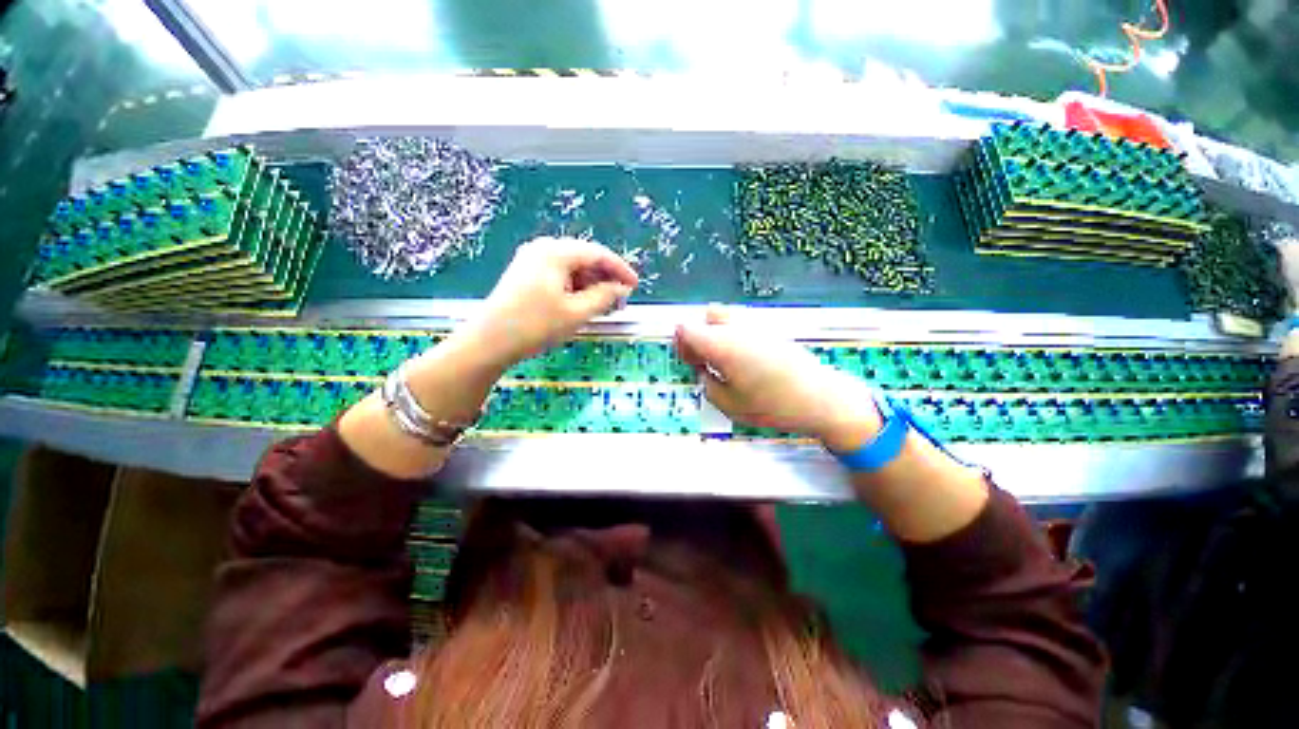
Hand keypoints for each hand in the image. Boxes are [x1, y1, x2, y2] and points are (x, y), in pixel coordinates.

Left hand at [468, 237, 638, 368]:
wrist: (489, 342)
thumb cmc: (535, 325)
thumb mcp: (576, 313)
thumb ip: (604, 296)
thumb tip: (621, 288)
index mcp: (555, 252)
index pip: (598, 254)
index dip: (620, 269)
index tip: (635, 285)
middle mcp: (543, 248)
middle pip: (584, 259)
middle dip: (605, 279)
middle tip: (621, 300)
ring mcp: (531, 260)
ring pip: (572, 268)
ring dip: (591, 285)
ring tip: (605, 306)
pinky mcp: (525, 274)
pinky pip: (559, 275)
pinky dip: (575, 288)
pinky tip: (583, 304)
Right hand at [674, 307, 881, 449]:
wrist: (821, 399)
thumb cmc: (773, 405)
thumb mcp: (729, 406)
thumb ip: (707, 385)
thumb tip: (704, 373)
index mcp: (721, 345)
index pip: (687, 329)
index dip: (681, 344)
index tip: (689, 361)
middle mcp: (737, 328)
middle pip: (707, 316)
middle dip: (699, 335)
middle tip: (704, 359)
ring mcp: (757, 326)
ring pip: (727, 318)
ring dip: (717, 334)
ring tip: (724, 360)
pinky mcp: (772, 331)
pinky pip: (744, 326)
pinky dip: (735, 337)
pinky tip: (745, 361)